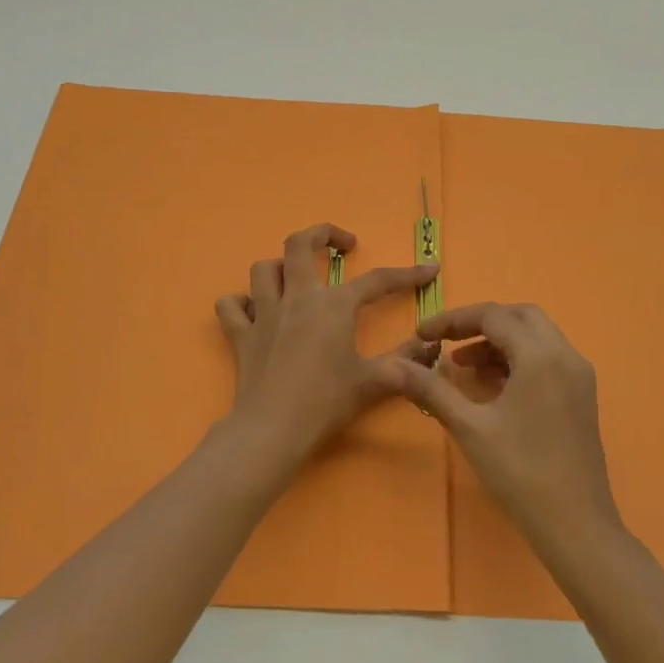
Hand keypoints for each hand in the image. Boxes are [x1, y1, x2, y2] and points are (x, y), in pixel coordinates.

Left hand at [214, 223, 437, 463]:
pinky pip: (231, 306)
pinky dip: (241, 303)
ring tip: (297, 278)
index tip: (429, 270)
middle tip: (342, 245)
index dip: (408, 274)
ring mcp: (264, 313)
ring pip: (264, 269)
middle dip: (322, 234)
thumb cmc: (326, 401)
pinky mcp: (241, 335)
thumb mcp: (374, 382)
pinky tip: (254, 311)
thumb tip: (432, 347)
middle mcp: (297, 298)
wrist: (273, 428)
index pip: (377, 280)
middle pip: (299, 244)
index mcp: (334, 305)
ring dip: (280, 266)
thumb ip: (406, 362)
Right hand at [400, 303, 624, 558]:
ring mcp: (579, 376)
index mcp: (540, 355)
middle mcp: (565, 355)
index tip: (422, 334)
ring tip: (463, 367)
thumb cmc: (520, 472)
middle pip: (520, 316)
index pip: (493, 315)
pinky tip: (492, 386)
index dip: (453, 320)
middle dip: (481, 323)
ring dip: (500, 341)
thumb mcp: (470, 427)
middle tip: (448, 342)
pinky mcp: (582, 396)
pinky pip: (547, 358)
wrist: (575, 525)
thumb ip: (432, 390)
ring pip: (536, 336)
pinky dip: (518, 359)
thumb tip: (395, 366)